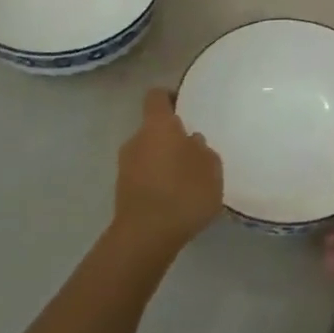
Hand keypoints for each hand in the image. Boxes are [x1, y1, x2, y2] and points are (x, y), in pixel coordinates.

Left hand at [114, 89, 222, 254]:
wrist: (146, 236)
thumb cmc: (184, 192)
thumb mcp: (211, 168)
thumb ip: (202, 150)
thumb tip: (191, 142)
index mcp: (157, 126)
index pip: (157, 96)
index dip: (170, 97)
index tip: (185, 106)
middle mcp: (136, 139)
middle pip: (153, 129)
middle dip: (171, 138)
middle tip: (194, 153)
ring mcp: (125, 166)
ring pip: (148, 154)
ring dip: (164, 161)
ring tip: (187, 180)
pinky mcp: (122, 191)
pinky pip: (144, 176)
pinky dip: (157, 181)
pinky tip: (175, 199)